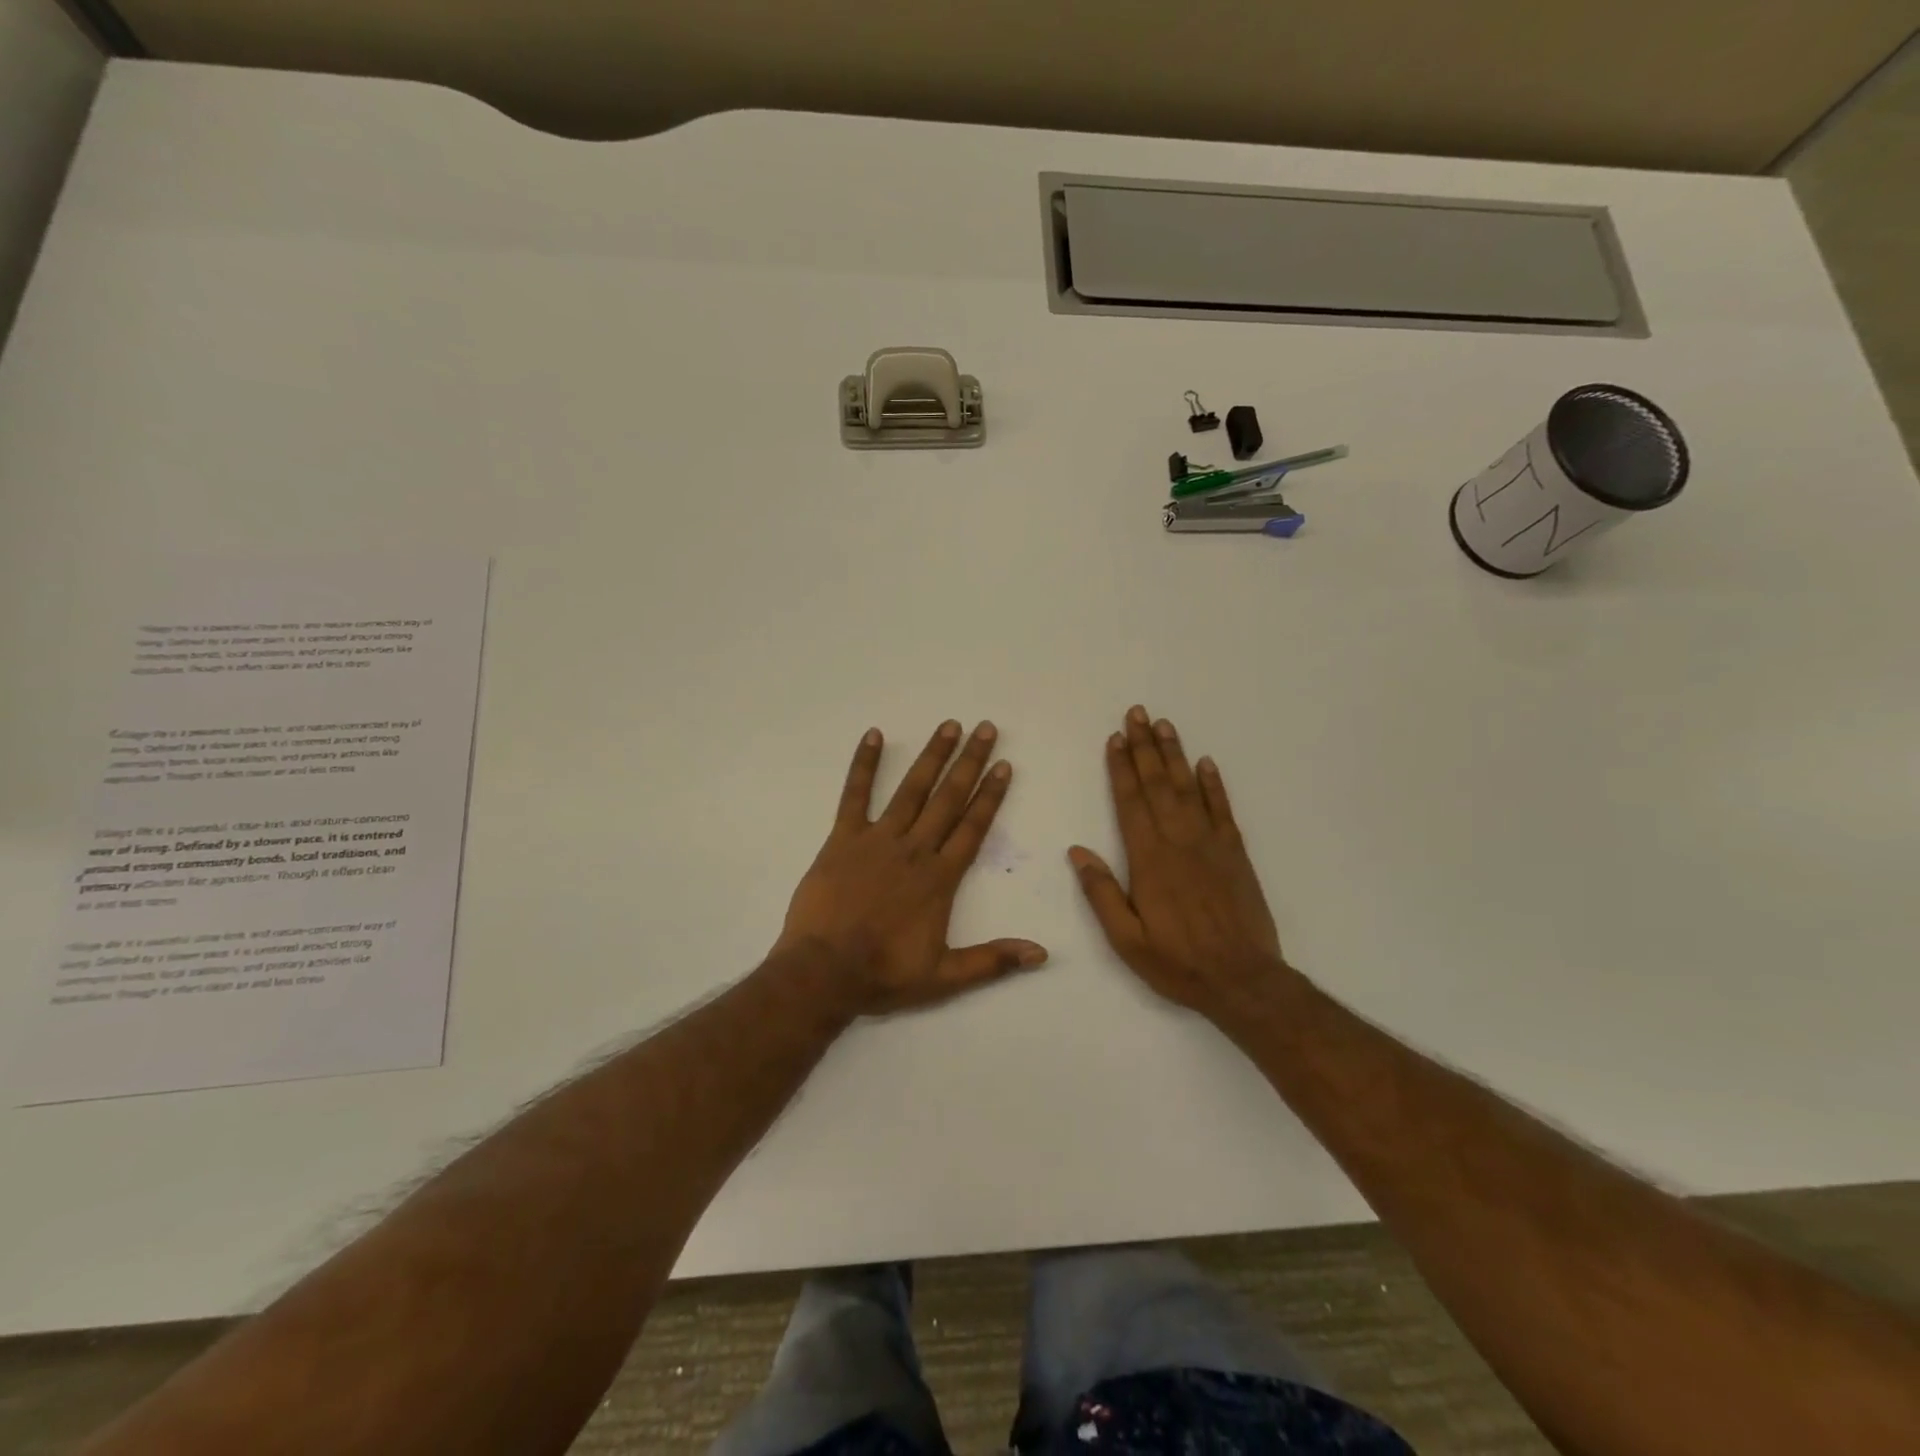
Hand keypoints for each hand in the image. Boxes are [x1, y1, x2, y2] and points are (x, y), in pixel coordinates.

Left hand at [777, 720, 1047, 1015]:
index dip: (991, 795)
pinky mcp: (843, 839)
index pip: (973, 827)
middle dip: (969, 762)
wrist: (824, 972)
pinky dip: (864, 765)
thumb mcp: (945, 977)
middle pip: (948, 798)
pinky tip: (873, 735)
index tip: (1004, 766)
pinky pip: (855, 795)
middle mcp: (914, 849)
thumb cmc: (884, 974)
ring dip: (931, 756)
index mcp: (939, 878)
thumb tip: (1043, 954)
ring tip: (948, 726)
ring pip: (911, 790)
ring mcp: (877, 839)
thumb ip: (993, 960)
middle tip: (985, 729)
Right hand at [1069, 706, 1285, 1018]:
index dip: (1121, 768)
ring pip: (1188, 788)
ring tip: (1164, 725)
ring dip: (1174, 755)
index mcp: (1149, 860)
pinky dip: (1213, 784)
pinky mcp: (1235, 853)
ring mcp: (1211, 844)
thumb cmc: (1178, 962)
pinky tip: (1205, 763)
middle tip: (1137, 713)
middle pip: (1157, 785)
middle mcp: (1179, 841)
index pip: (1130, 803)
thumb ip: (1101, 893)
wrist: (1243, 980)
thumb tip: (1077, 851)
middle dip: (1145, 747)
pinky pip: (1222, 809)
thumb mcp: (1126, 939)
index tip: (1115, 739)